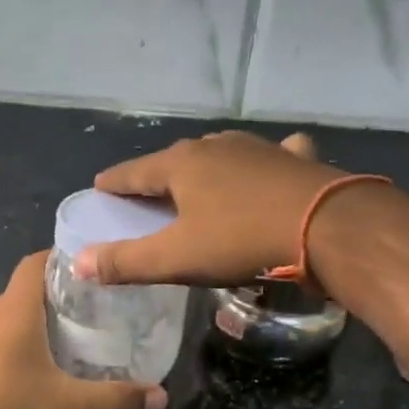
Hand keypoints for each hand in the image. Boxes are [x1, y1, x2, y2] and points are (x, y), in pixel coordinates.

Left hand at [0, 252, 168, 408]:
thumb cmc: (9, 408)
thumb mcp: (69, 406)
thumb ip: (115, 399)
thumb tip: (162, 397)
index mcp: (17, 311)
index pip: (35, 265)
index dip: (56, 259)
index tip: (79, 266)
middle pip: (18, 291)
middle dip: (43, 295)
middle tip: (72, 310)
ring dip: (12, 314)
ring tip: (35, 325)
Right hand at [79, 131, 347, 285]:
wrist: (329, 228)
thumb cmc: (241, 241)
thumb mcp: (176, 259)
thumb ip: (125, 262)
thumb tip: (79, 263)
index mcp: (181, 165)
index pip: (132, 172)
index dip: (113, 184)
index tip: (100, 190)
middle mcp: (215, 146)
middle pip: (173, 161)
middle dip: (156, 177)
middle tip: (146, 199)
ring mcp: (258, 148)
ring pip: (219, 154)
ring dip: (204, 169)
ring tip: (197, 187)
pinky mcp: (294, 159)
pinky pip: (269, 157)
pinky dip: (261, 164)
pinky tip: (267, 168)